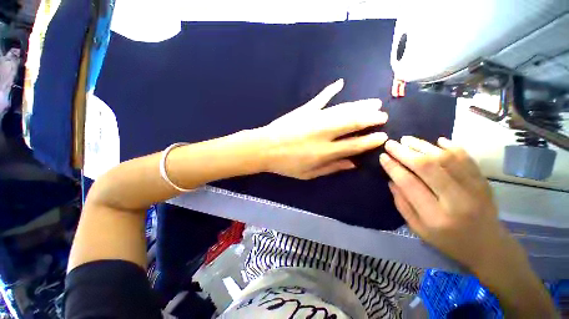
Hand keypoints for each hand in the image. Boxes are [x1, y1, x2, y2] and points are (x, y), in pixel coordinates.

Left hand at [259, 79, 387, 179]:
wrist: (264, 148)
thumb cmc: (286, 164)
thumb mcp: (308, 174)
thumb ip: (331, 168)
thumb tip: (352, 164)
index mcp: (325, 152)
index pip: (354, 145)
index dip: (370, 141)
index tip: (383, 136)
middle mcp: (324, 133)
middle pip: (353, 123)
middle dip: (371, 118)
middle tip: (382, 116)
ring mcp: (314, 118)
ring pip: (343, 109)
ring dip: (360, 105)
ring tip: (374, 102)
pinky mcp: (305, 110)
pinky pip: (321, 98)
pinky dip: (330, 90)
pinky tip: (340, 83)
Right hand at [379, 136, 557, 316]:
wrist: (488, 247)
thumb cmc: (448, 241)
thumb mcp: (418, 229)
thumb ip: (402, 204)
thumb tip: (391, 180)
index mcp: (435, 217)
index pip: (409, 184)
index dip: (394, 168)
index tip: (383, 157)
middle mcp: (456, 201)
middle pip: (428, 167)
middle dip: (405, 152)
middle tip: (391, 143)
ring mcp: (474, 189)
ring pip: (446, 158)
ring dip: (423, 146)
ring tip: (407, 139)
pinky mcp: (484, 182)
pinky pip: (466, 158)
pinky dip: (451, 146)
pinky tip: (437, 141)